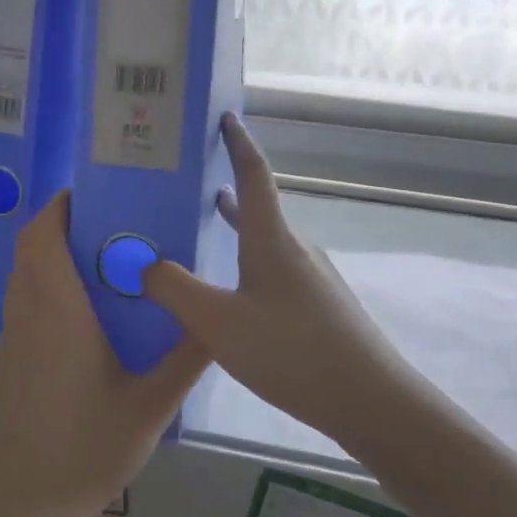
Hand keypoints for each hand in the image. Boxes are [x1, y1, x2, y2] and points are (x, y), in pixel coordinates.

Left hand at [0, 192, 207, 516]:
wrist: (24, 506)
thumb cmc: (87, 451)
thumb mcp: (150, 408)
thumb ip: (185, 359)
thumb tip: (216, 319)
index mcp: (58, 315)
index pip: (42, 239)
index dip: (58, 207)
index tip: (90, 193)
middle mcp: (28, 316)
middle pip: (29, 250)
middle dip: (60, 225)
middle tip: (107, 222)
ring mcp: (12, 339)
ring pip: (23, 276)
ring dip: (51, 255)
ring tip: (100, 259)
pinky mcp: (9, 361)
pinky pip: (23, 304)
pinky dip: (45, 286)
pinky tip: (84, 313)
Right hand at [143, 114, 418, 449]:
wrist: (370, 400)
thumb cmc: (291, 351)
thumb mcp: (219, 323)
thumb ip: (176, 290)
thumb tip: (146, 265)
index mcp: (272, 239)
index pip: (253, 174)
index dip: (238, 143)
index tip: (226, 116)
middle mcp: (295, 248)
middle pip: (258, 208)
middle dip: (226, 190)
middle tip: (188, 185)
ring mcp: (313, 278)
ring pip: (266, 242)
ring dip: (237, 229)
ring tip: (206, 227)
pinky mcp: (321, 306)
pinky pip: (276, 270)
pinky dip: (248, 263)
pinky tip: (236, 295)